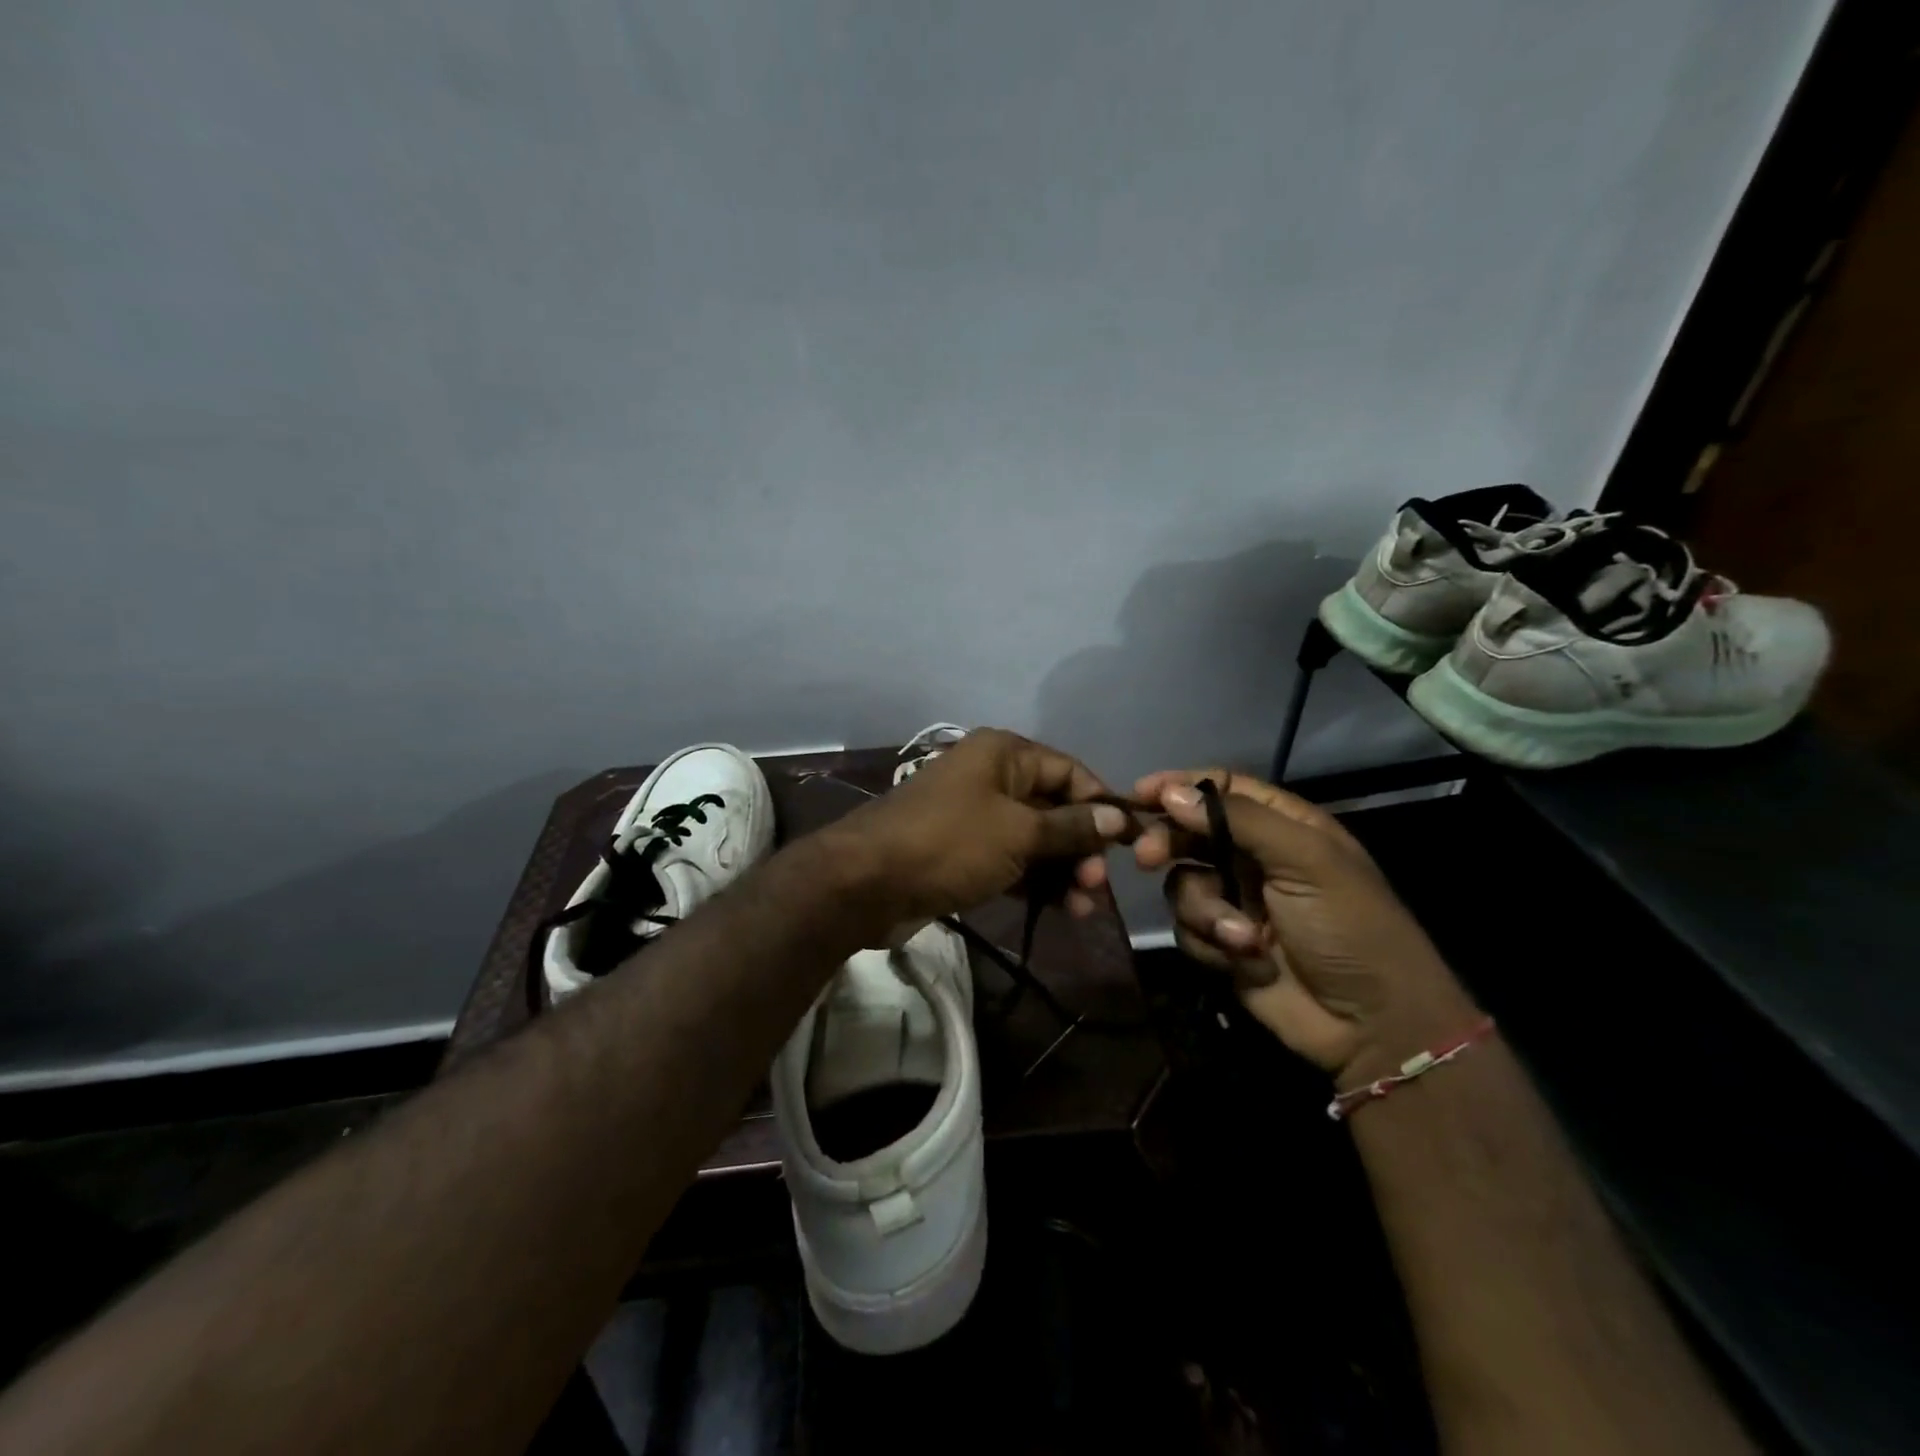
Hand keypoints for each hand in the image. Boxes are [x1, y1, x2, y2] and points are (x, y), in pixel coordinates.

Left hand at [836, 729, 1132, 927]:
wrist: (866, 882)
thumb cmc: (950, 843)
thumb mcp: (1018, 833)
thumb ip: (1070, 826)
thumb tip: (1118, 818)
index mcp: (1004, 754)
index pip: (1070, 771)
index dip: (1101, 805)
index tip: (1131, 843)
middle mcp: (991, 776)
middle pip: (1054, 807)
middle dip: (1081, 846)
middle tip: (1096, 886)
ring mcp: (975, 815)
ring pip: (1034, 839)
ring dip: (1061, 870)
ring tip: (1081, 908)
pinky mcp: (963, 851)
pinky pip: (1011, 860)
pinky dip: (1034, 881)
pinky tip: (1058, 909)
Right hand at [1133, 768, 1475, 1082]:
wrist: (1371, 1023)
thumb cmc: (1350, 927)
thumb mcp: (1306, 860)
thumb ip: (1239, 820)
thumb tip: (1172, 793)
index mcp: (1283, 827)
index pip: (1222, 789)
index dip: (1181, 787)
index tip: (1140, 792)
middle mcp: (1254, 858)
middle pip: (1189, 833)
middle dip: (1168, 845)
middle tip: (1145, 856)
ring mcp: (1236, 901)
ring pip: (1183, 885)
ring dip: (1206, 911)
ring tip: (1242, 938)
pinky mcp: (1223, 944)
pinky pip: (1188, 929)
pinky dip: (1210, 944)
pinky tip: (1244, 961)